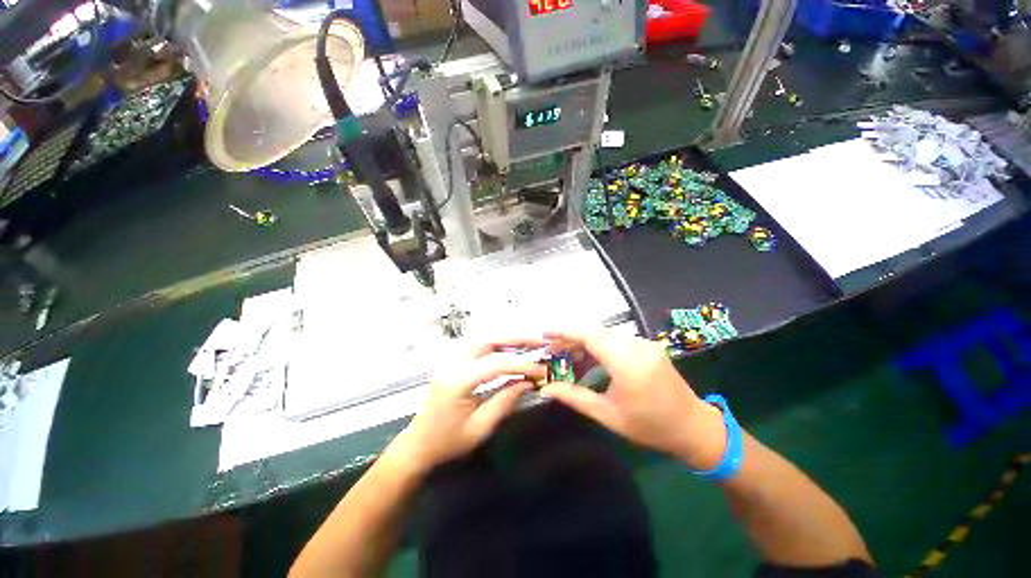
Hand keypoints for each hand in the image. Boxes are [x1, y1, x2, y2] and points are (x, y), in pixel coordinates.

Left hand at [389, 339, 546, 474]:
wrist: (418, 444)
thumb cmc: (448, 442)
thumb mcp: (480, 427)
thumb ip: (505, 400)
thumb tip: (528, 382)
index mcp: (457, 381)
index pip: (496, 364)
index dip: (521, 365)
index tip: (541, 370)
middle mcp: (452, 364)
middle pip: (487, 340)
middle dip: (515, 339)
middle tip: (537, 342)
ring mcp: (450, 360)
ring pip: (482, 338)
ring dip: (506, 338)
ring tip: (528, 343)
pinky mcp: (452, 361)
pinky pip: (477, 345)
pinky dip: (496, 343)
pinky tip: (510, 348)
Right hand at [541, 329, 726, 469]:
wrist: (693, 427)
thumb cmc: (650, 427)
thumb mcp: (608, 415)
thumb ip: (575, 397)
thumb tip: (546, 388)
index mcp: (628, 364)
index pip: (590, 336)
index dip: (565, 332)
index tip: (546, 334)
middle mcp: (637, 346)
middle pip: (595, 332)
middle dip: (571, 338)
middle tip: (552, 350)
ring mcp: (644, 344)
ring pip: (604, 334)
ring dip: (583, 342)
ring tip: (566, 355)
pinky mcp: (647, 346)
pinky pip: (616, 340)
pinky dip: (598, 346)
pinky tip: (588, 358)